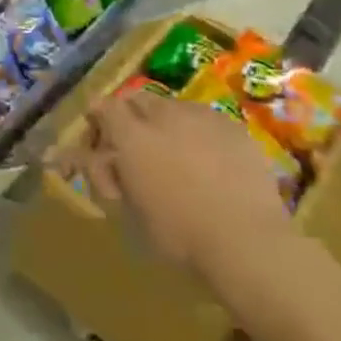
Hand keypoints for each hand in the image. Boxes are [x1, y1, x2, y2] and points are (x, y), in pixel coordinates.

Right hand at [55, 88, 294, 283]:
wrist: (247, 241)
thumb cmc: (179, 235)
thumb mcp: (128, 213)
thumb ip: (105, 177)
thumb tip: (93, 158)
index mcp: (132, 136)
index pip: (104, 106)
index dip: (98, 119)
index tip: (100, 141)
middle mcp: (164, 115)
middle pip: (137, 99)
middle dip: (130, 117)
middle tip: (135, 148)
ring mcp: (202, 116)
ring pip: (173, 106)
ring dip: (165, 123)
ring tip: (176, 156)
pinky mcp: (233, 126)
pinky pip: (206, 120)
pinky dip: (198, 133)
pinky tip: (209, 163)